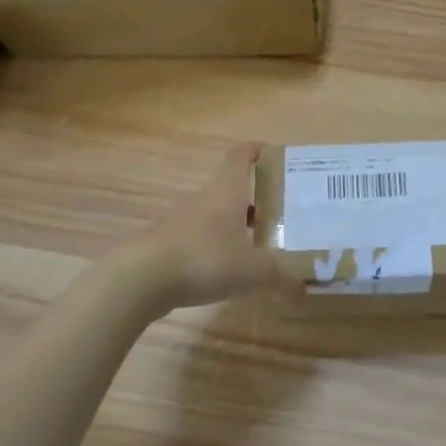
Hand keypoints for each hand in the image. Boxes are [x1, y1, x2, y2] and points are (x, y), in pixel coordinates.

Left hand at [116, 144, 294, 314]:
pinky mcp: (170, 244)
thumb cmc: (204, 259)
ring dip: (239, 224)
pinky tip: (231, 270)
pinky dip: (220, 246)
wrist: (140, 278)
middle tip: (285, 213)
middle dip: (259, 198)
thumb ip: (282, 280)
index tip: (276, 155)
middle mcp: (206, 199)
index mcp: (227, 191)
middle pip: (234, 188)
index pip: (242, 156)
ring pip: (218, 214)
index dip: (258, 150)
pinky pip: (203, 238)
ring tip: (263, 245)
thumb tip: (304, 294)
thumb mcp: (253, 271)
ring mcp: (184, 221)